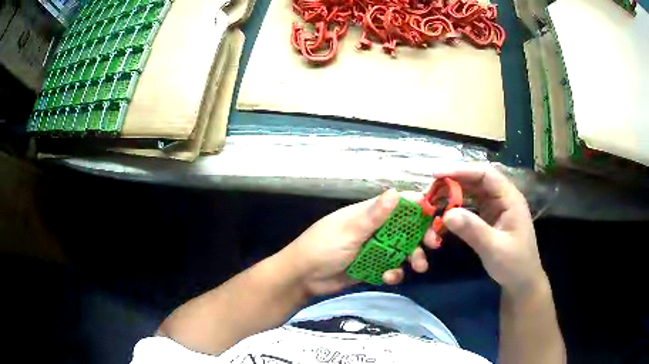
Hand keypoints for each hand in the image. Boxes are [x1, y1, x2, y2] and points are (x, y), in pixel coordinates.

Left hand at [280, 189, 437, 295]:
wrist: (303, 278)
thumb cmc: (323, 248)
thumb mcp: (349, 230)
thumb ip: (374, 215)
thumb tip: (396, 191)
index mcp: (368, 213)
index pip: (398, 204)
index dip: (417, 206)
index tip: (436, 215)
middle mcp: (374, 228)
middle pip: (406, 228)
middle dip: (421, 235)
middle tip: (433, 245)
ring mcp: (374, 248)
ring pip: (402, 249)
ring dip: (413, 256)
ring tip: (419, 267)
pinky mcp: (371, 266)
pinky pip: (391, 266)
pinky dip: (394, 272)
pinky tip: (389, 277)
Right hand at [434, 163, 546, 294]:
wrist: (522, 282)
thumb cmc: (514, 264)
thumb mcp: (494, 249)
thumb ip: (473, 230)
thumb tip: (446, 214)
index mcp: (509, 198)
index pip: (485, 174)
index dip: (461, 170)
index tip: (436, 174)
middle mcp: (502, 198)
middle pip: (476, 180)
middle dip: (453, 181)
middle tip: (430, 188)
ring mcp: (496, 208)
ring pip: (472, 192)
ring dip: (453, 193)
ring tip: (433, 198)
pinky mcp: (489, 218)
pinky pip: (471, 206)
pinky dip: (457, 207)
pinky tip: (444, 212)